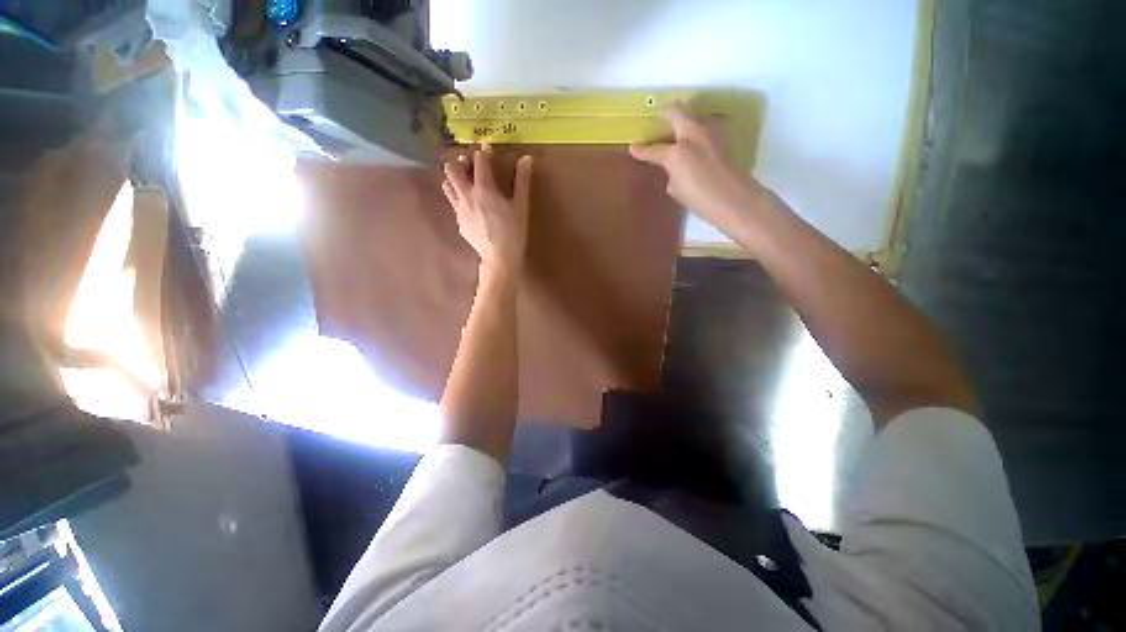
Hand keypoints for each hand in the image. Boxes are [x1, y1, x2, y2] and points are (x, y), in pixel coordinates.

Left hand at [442, 145, 533, 279]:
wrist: (499, 257)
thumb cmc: (514, 232)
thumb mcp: (521, 206)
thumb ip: (522, 181)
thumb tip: (526, 158)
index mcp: (484, 189)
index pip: (478, 161)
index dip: (483, 152)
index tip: (488, 151)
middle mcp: (467, 195)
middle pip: (451, 168)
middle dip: (460, 162)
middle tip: (472, 167)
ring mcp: (459, 209)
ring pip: (447, 184)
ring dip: (454, 178)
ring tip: (467, 182)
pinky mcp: (458, 221)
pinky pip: (453, 202)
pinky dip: (459, 197)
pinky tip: (471, 205)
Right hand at [629, 104, 773, 243]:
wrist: (736, 200)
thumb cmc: (700, 199)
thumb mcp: (676, 189)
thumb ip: (672, 171)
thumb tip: (675, 164)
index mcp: (676, 152)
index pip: (653, 150)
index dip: (641, 150)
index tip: (632, 148)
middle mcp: (693, 134)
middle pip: (677, 110)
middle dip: (667, 113)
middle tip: (661, 121)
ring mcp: (711, 132)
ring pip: (695, 114)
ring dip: (686, 119)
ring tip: (680, 132)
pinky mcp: (724, 137)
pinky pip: (706, 126)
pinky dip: (698, 131)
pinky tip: (697, 144)